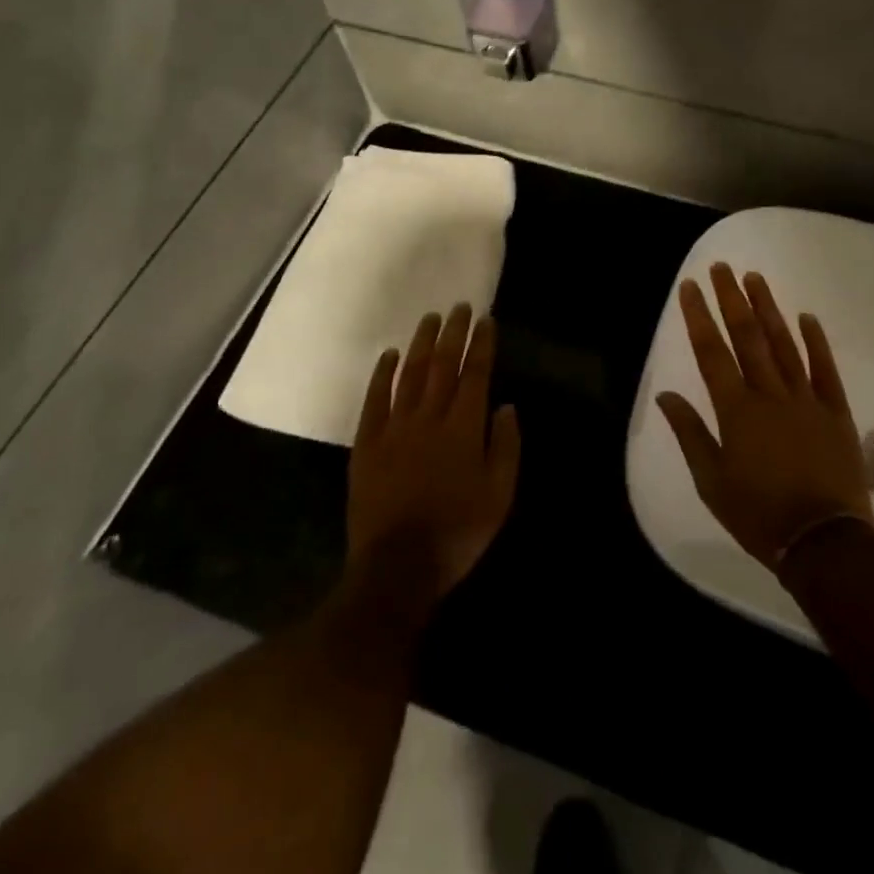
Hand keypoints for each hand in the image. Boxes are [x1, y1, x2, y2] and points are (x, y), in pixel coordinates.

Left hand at [344, 305, 519, 625]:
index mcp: (464, 428)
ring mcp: (394, 428)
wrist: (397, 567)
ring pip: (409, 375)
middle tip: (460, 306)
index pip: (475, 374)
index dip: (481, 345)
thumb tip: (506, 406)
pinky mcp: (367, 444)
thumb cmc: (458, 532)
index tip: (486, 319)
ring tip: (430, 319)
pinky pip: (375, 400)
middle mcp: (429, 418)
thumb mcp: (500, 495)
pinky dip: (382, 375)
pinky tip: (388, 355)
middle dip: (453, 333)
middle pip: (442, 366)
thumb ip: (505, 447)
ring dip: (421, 344)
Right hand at [656, 265, 873, 571]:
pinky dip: (815, 342)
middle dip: (731, 299)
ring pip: (784, 344)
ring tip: (755, 278)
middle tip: (722, 268)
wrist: (823, 542)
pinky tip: (807, 317)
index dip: (699, 316)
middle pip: (748, 338)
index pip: (712, 352)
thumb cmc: (758, 514)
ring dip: (768, 309)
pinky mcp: (835, 412)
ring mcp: (806, 400)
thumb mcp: (711, 482)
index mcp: (736, 411)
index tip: (690, 287)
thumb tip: (666, 396)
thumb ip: (689, 434)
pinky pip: (825, 369)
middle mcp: (769, 395)